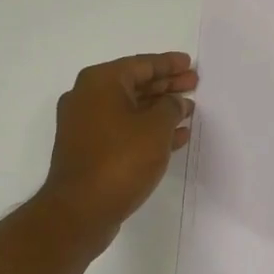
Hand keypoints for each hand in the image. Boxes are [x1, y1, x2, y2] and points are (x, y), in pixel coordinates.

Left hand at [40, 52, 196, 238]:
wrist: (81, 210)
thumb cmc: (120, 160)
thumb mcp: (156, 128)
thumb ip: (171, 107)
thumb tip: (174, 103)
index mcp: (100, 82)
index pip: (141, 64)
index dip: (168, 64)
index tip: (189, 64)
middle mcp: (87, 98)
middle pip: (134, 84)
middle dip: (165, 85)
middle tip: (193, 83)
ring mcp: (84, 125)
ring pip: (130, 108)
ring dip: (159, 109)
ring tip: (189, 110)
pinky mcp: (88, 149)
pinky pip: (123, 129)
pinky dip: (147, 129)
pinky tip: (174, 137)